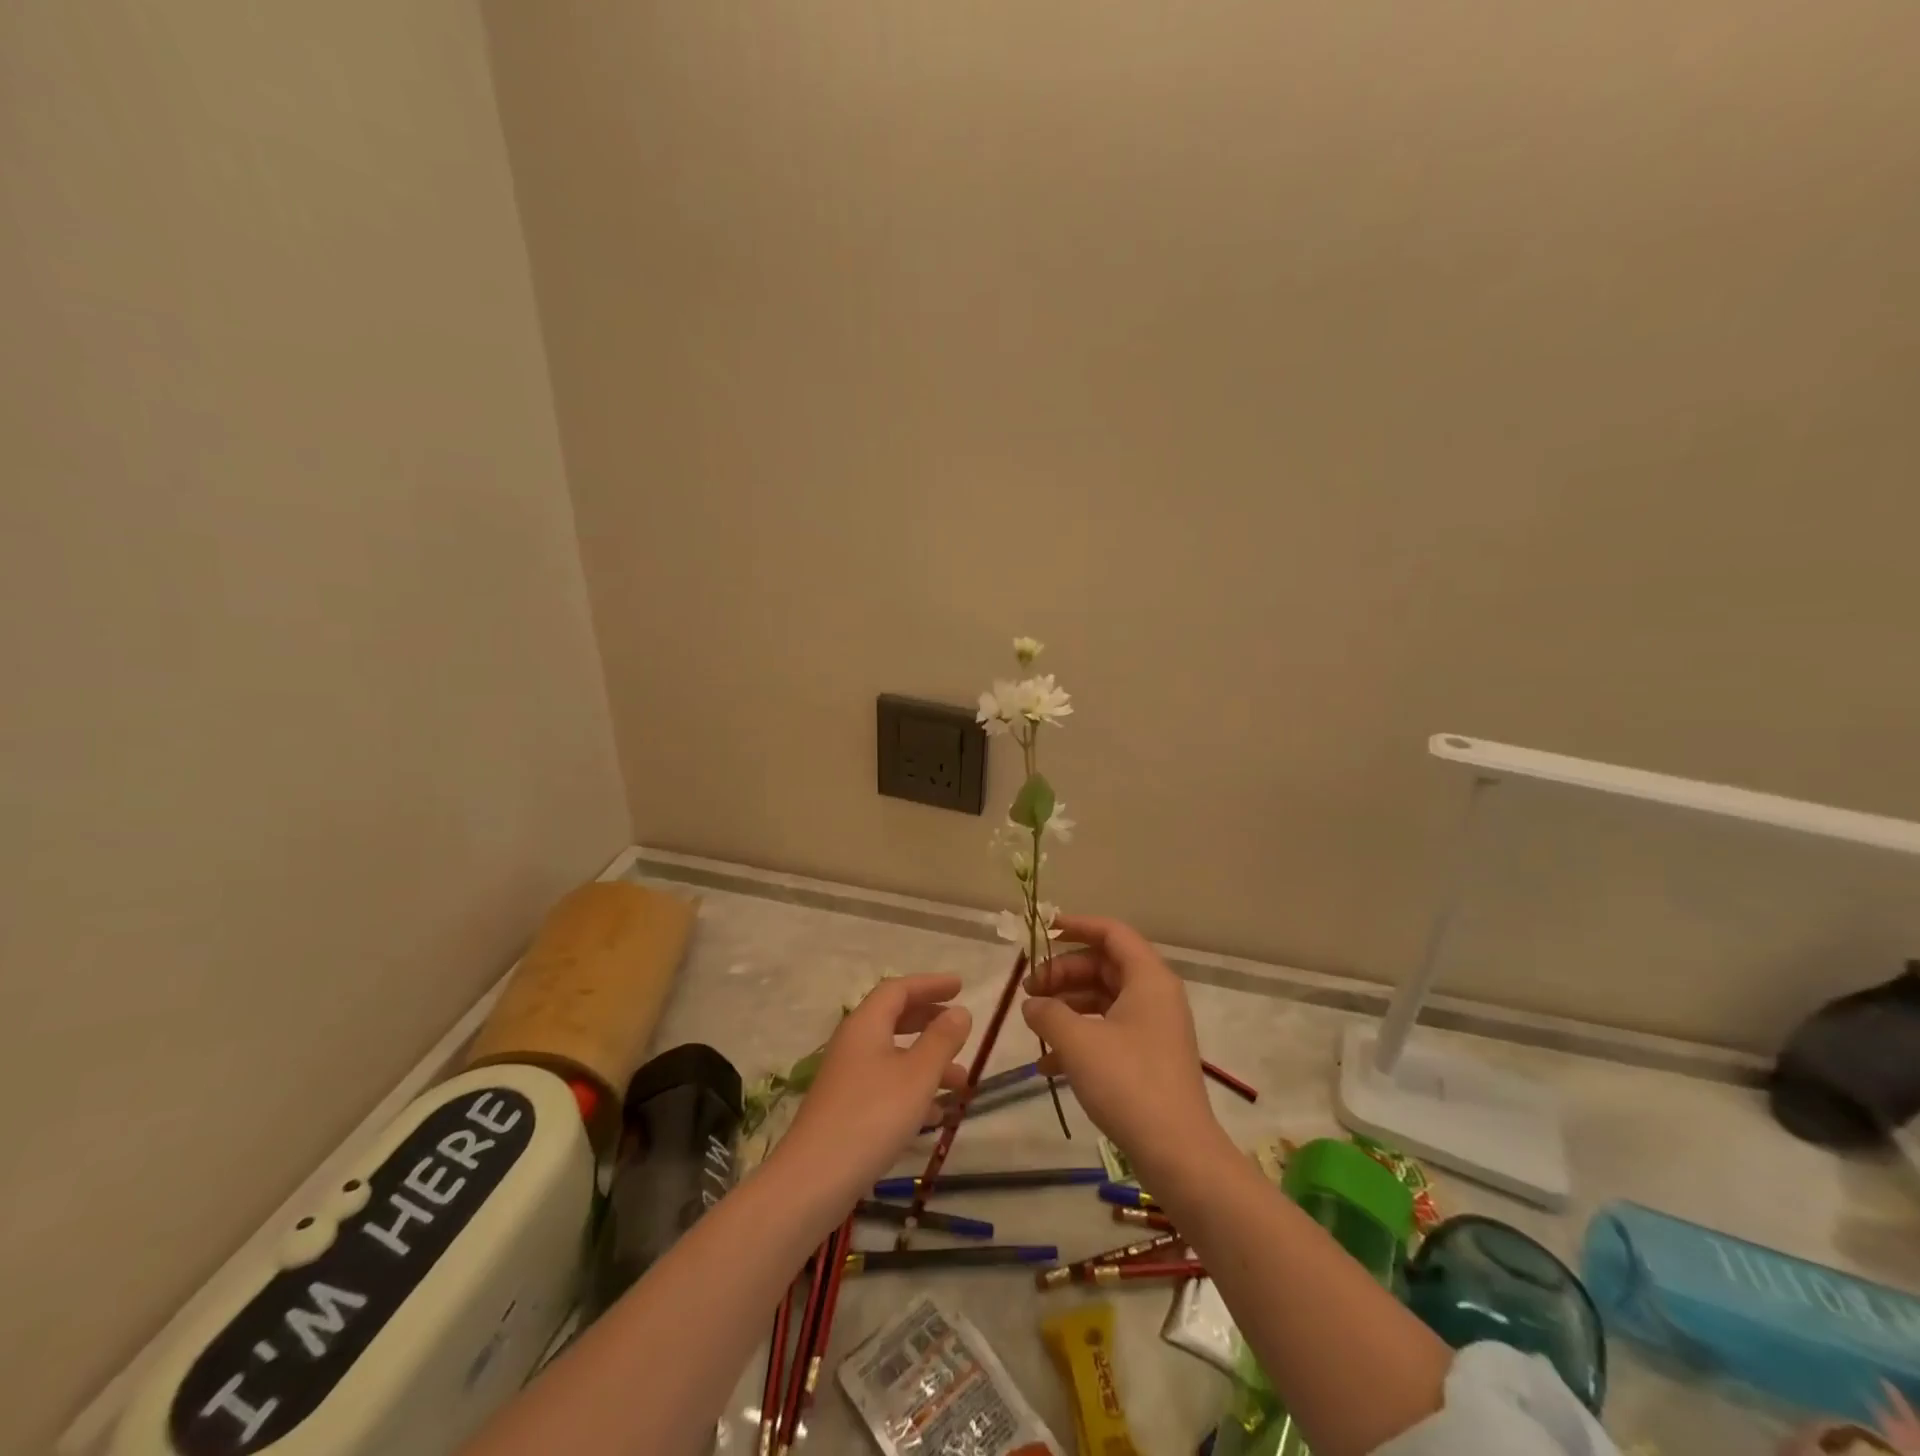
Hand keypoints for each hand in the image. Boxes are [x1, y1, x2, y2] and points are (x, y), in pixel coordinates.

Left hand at [776, 975, 971, 1202]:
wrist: (814, 1180)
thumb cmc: (872, 1116)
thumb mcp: (917, 1075)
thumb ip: (942, 1040)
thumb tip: (960, 1011)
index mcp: (866, 1024)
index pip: (898, 989)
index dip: (930, 984)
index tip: (960, 986)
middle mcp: (853, 1043)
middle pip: (894, 1018)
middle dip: (929, 1020)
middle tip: (960, 1026)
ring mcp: (847, 1077)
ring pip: (893, 1056)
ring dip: (928, 1062)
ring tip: (961, 1083)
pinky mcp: (846, 1109)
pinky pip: (886, 1085)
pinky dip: (913, 1090)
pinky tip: (935, 1116)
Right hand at [1022, 915, 1223, 1178]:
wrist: (1178, 1153)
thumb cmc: (1129, 1083)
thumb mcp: (1078, 1042)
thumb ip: (1048, 1013)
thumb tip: (1032, 1004)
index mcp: (1148, 978)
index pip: (1111, 933)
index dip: (1076, 926)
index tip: (1042, 931)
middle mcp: (1155, 996)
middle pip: (1104, 965)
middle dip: (1063, 973)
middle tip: (1029, 989)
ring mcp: (1153, 1028)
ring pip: (1104, 999)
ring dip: (1067, 1005)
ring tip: (1034, 1022)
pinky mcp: (1148, 1058)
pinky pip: (1109, 1031)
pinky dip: (1079, 1037)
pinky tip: (1048, 1063)